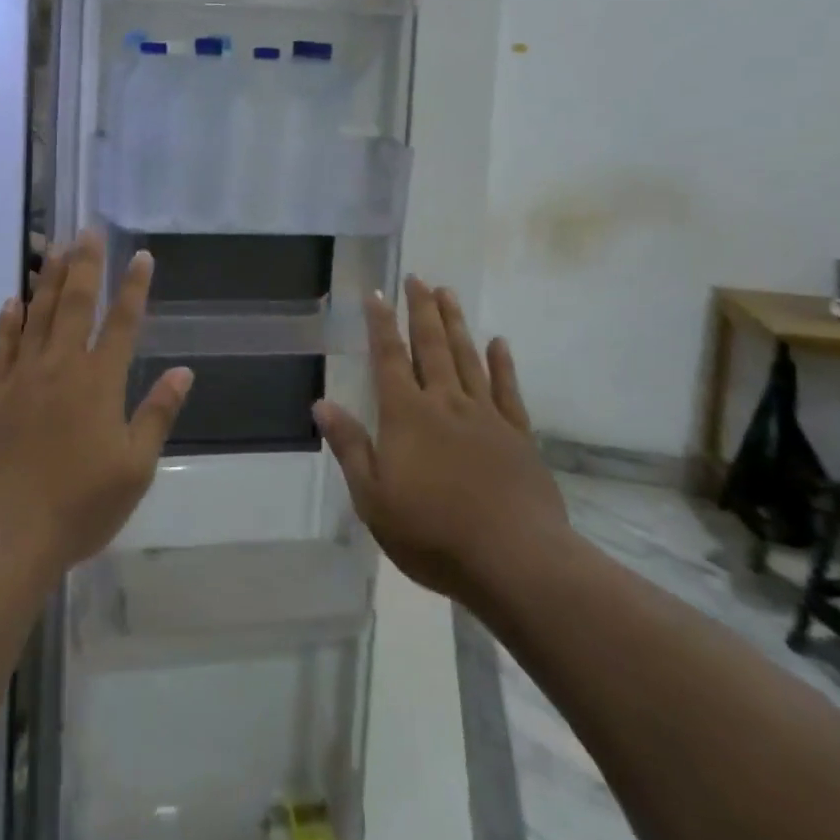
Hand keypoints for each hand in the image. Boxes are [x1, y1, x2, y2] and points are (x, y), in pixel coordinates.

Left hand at [0, 233, 192, 573]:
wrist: (1, 535)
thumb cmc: (78, 506)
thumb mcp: (134, 468)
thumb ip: (157, 414)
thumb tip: (184, 371)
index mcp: (100, 382)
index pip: (123, 322)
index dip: (134, 287)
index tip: (141, 256)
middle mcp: (61, 366)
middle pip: (75, 304)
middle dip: (85, 265)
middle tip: (88, 230)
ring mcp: (20, 376)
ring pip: (37, 314)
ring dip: (47, 279)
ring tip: (54, 247)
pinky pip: (0, 345)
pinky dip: (8, 320)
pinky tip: (12, 300)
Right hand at [314, 277, 568, 606]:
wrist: (515, 561)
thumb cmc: (433, 533)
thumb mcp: (373, 498)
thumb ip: (350, 446)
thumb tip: (321, 403)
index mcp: (407, 415)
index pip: (389, 357)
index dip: (381, 324)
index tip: (377, 293)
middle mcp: (445, 403)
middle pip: (431, 346)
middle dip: (422, 310)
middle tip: (418, 278)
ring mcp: (485, 416)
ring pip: (467, 358)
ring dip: (455, 324)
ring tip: (448, 293)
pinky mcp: (518, 436)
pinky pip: (508, 390)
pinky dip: (502, 363)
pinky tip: (499, 343)